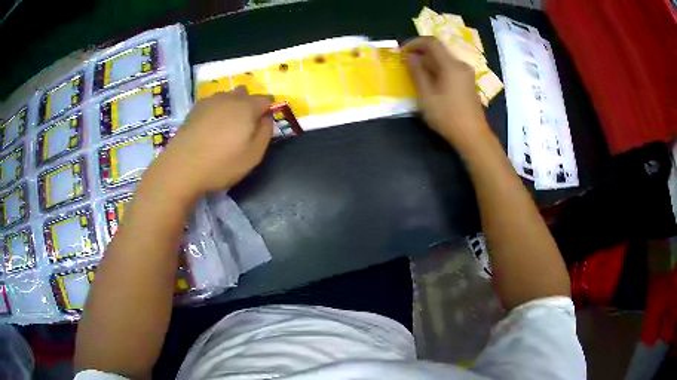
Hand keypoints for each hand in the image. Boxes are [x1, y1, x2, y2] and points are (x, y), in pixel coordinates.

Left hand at [149, 87, 273, 197]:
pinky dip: (216, 111)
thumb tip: (266, 117)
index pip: (265, 99)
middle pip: (245, 93)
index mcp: (247, 107)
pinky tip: (210, 127)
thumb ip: (265, 132)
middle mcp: (229, 98)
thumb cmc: (222, 163)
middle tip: (244, 127)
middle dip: (249, 105)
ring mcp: (210, 101)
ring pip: (227, 96)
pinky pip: (212, 103)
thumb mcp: (254, 155)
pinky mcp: (194, 109)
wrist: (182, 167)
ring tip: (225, 127)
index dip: (267, 110)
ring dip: (231, 106)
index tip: (263, 125)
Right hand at [403, 37, 491, 152]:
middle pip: (439, 50)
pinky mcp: (468, 82)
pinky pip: (450, 68)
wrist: (473, 136)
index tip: (402, 51)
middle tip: (406, 64)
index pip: (431, 42)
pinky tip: (430, 82)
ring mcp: (466, 74)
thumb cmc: (447, 116)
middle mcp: (461, 65)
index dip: (414, 43)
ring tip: (416, 74)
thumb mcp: (426, 95)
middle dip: (420, 53)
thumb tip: (410, 56)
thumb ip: (417, 72)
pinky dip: (437, 69)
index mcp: (451, 65)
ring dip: (428, 62)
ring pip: (444, 59)